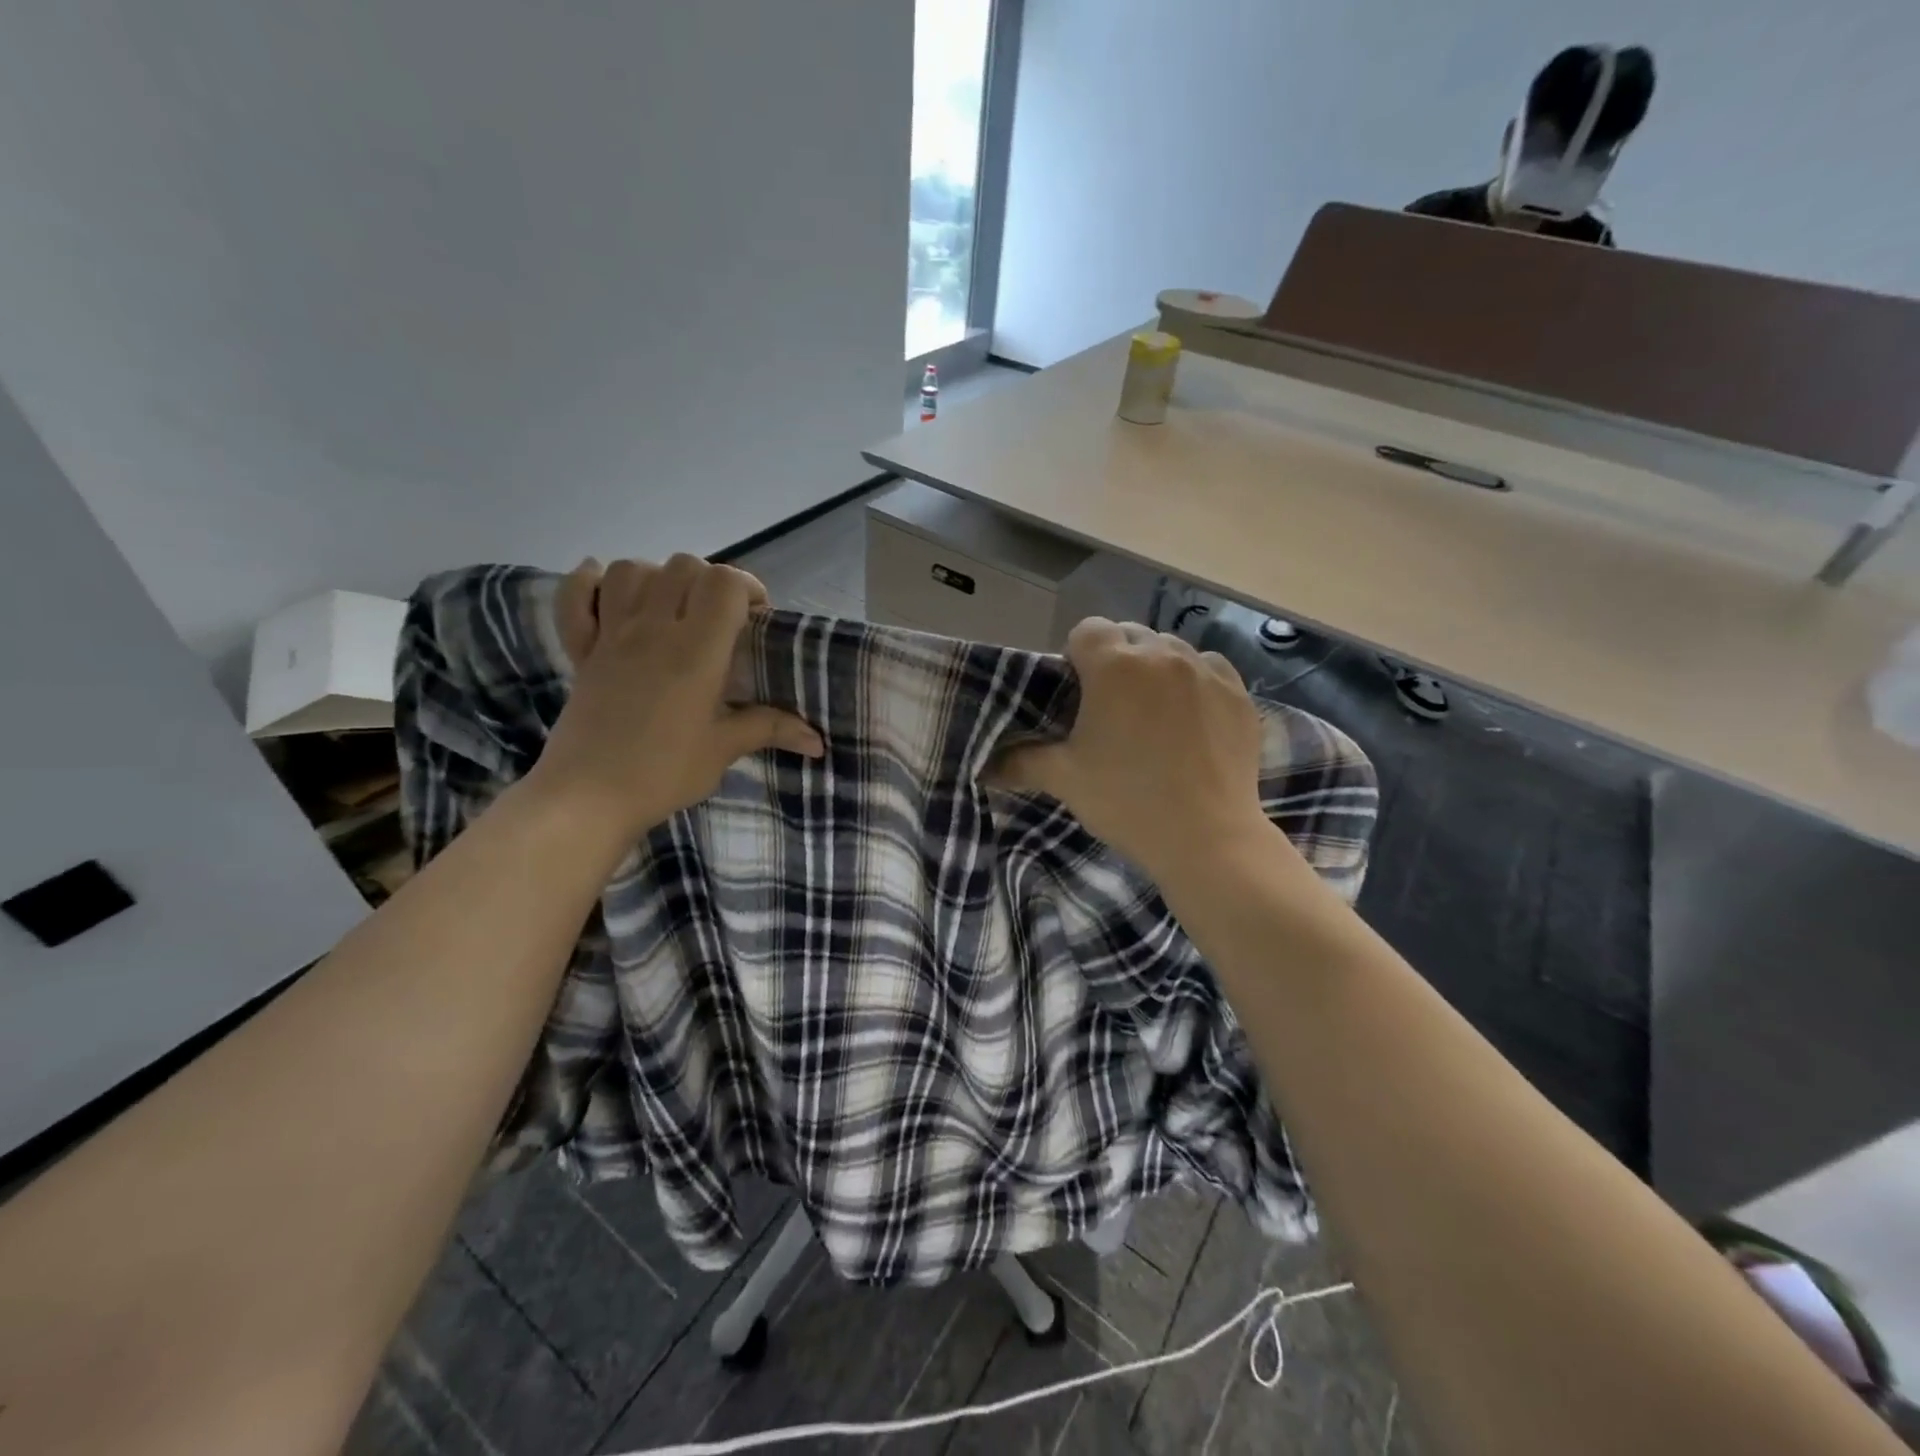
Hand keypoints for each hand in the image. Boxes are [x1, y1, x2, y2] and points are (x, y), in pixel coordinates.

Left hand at [531, 555, 822, 839]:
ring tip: (672, 607)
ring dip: (658, 577)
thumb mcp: (724, 750)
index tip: (756, 618)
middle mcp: (653, 628)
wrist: (587, 797)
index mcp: (696, 650)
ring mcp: (611, 634)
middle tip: (721, 619)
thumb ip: (770, 729)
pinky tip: (606, 591)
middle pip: (683, 567)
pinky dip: (587, 583)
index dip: (747, 588)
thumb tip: (818, 742)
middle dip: (710, 581)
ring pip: (632, 570)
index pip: (724, 583)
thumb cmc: (663, 772)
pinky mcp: (580, 650)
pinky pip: (574, 595)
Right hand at [989, 619, 1276, 888]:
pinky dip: (1195, 682)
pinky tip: (1191, 718)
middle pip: (1130, 635)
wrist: (1206, 839)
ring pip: (1172, 650)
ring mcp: (1207, 671)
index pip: (1087, 629)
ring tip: (1153, 711)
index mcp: (1115, 666)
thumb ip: (1021, 761)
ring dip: (1156, 668)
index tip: (1077, 693)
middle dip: (1116, 660)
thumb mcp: (1065, 780)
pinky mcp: (1239, 694)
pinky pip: (1210, 669)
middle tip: (1110, 707)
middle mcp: (1162, 655)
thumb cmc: (1126, 802)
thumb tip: (984, 765)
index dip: (1075, 656)